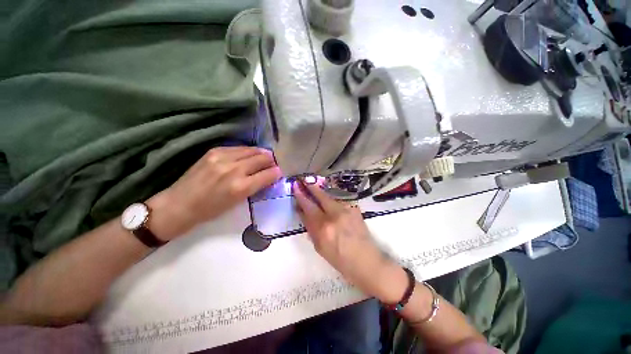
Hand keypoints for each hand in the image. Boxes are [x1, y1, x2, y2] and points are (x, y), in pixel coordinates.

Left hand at [148, 147, 281, 240]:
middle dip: (272, 160)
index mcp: (241, 187)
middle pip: (262, 158)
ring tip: (265, 157)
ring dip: (261, 153)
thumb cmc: (211, 210)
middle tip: (274, 163)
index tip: (280, 171)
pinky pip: (239, 148)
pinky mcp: (214, 151)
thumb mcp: (238, 202)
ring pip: (252, 150)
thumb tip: (268, 176)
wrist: (179, 204)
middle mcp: (234, 169)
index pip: (268, 174)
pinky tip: (249, 155)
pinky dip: (248, 151)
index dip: (278, 172)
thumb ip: (255, 186)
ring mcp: (223, 158)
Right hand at [293, 181, 407, 303]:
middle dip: (310, 187)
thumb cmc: (340, 260)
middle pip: (320, 197)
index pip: (308, 208)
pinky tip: (330, 202)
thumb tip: (303, 212)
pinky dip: (332, 201)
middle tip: (303, 180)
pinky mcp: (355, 209)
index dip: (301, 196)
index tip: (296, 187)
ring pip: (330, 197)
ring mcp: (347, 210)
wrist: (366, 261)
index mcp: (323, 229)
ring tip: (314, 189)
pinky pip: (339, 202)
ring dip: (321, 193)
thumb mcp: (320, 247)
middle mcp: (335, 216)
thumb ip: (311, 228)